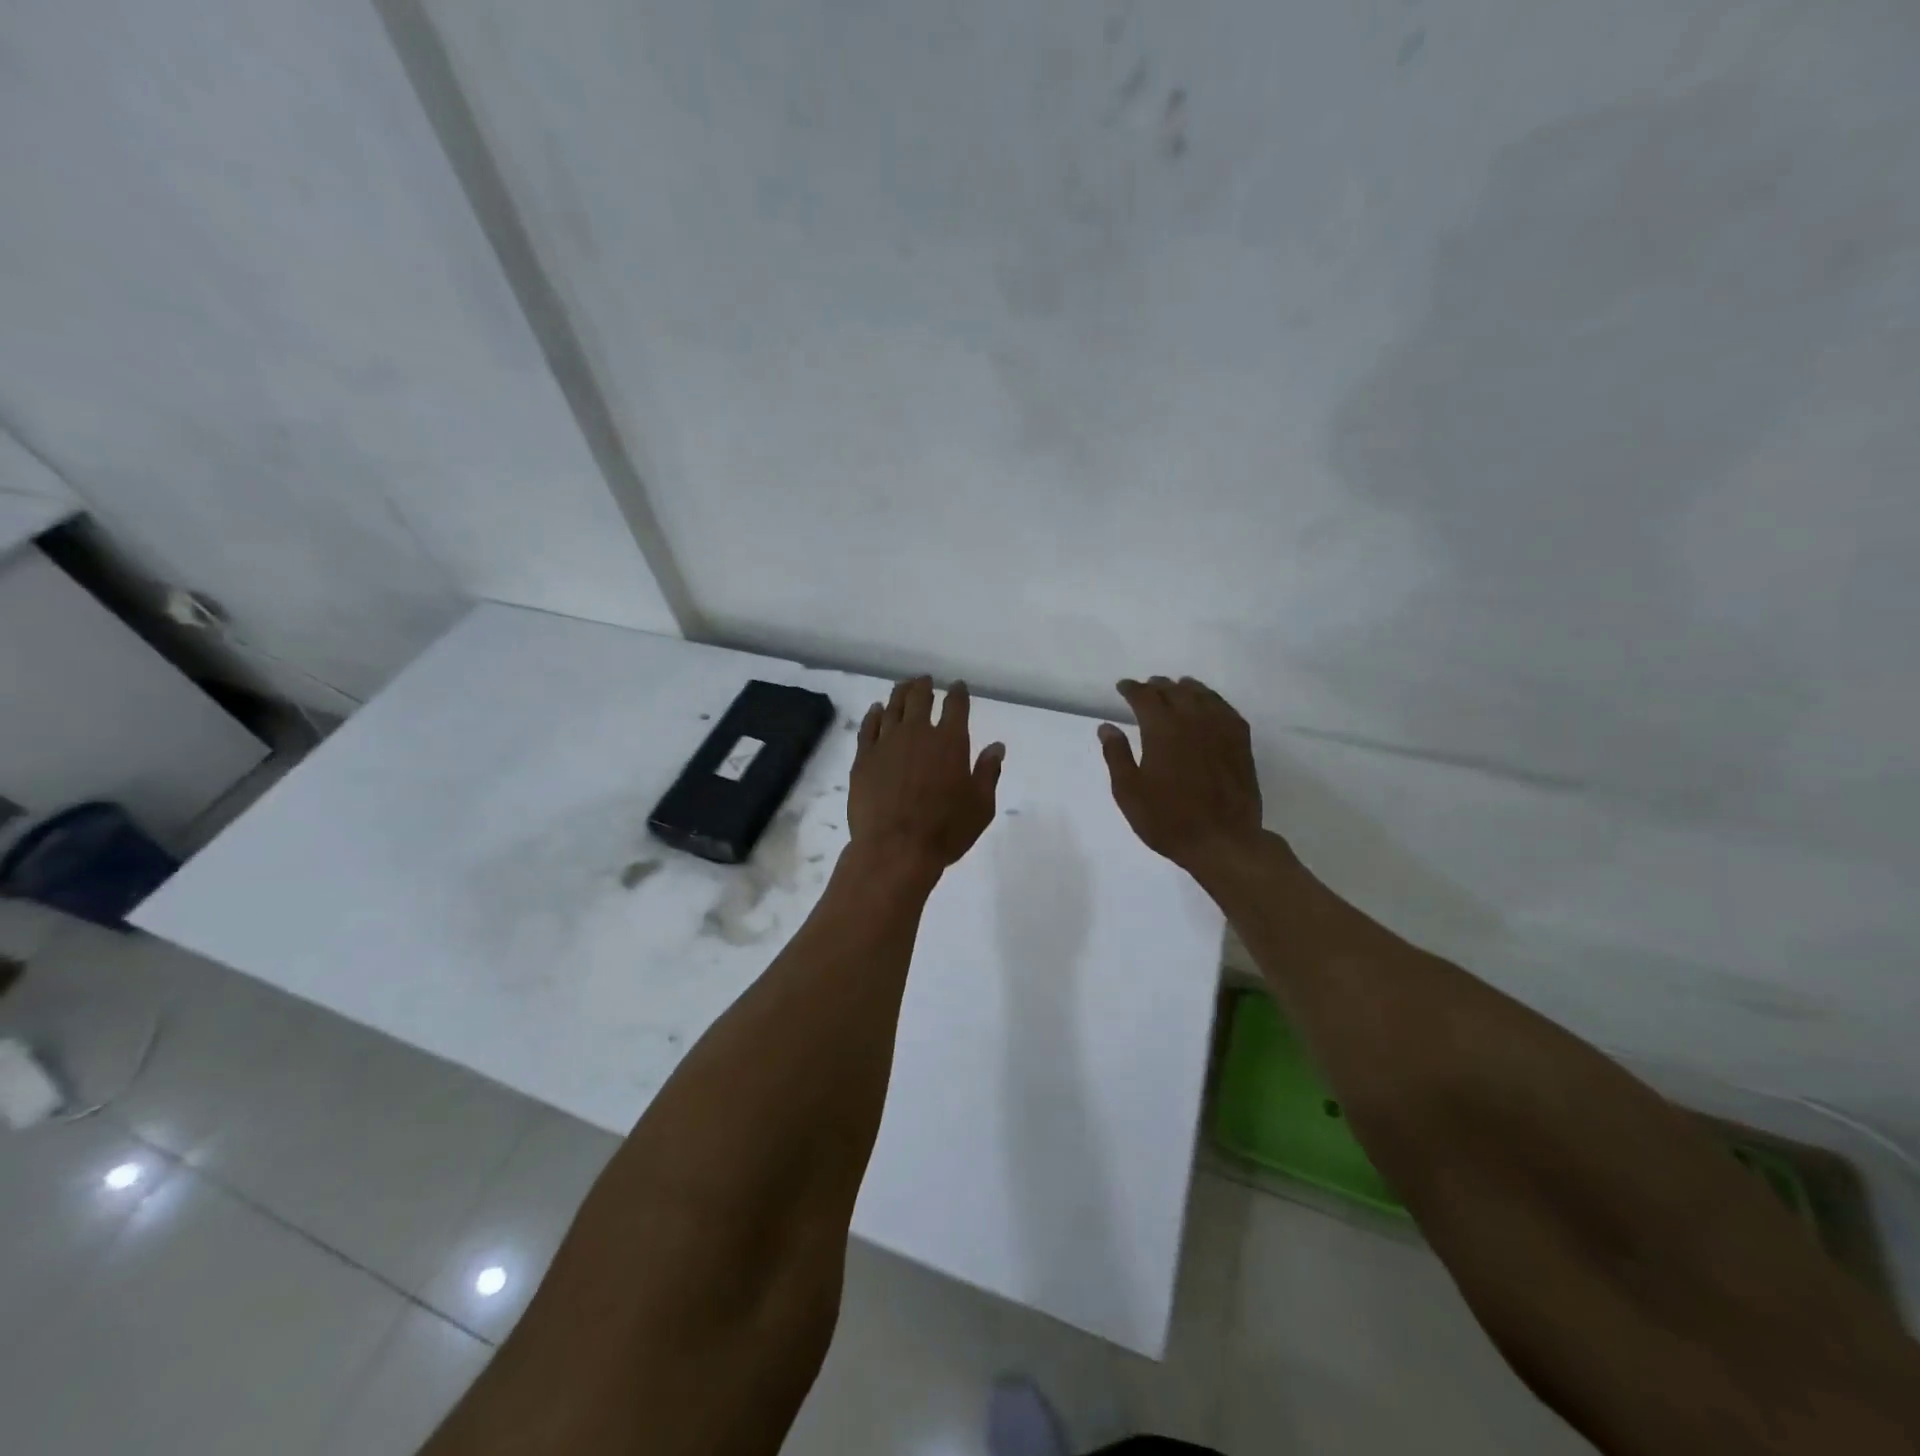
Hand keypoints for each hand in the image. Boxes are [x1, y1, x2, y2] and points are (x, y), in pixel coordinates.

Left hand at [849, 677, 1004, 873]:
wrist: (895, 848)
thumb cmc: (945, 830)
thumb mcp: (981, 806)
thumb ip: (988, 772)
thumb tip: (997, 746)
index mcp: (950, 742)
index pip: (956, 706)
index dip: (958, 693)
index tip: (957, 686)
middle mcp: (918, 733)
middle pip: (920, 698)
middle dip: (924, 686)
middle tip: (925, 680)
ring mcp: (887, 743)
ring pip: (893, 707)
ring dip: (900, 693)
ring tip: (903, 686)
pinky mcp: (864, 758)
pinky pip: (869, 727)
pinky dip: (874, 714)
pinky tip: (877, 710)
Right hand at [1099, 676, 1263, 873]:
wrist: (1223, 840)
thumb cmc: (1168, 819)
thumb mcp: (1129, 792)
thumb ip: (1116, 755)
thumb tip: (1106, 726)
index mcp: (1162, 729)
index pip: (1145, 696)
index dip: (1132, 689)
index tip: (1123, 687)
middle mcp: (1193, 719)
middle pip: (1174, 691)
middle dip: (1157, 686)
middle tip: (1147, 688)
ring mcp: (1221, 729)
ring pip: (1202, 695)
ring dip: (1185, 689)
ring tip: (1176, 689)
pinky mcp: (1241, 742)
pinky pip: (1225, 709)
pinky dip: (1212, 700)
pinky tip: (1208, 706)